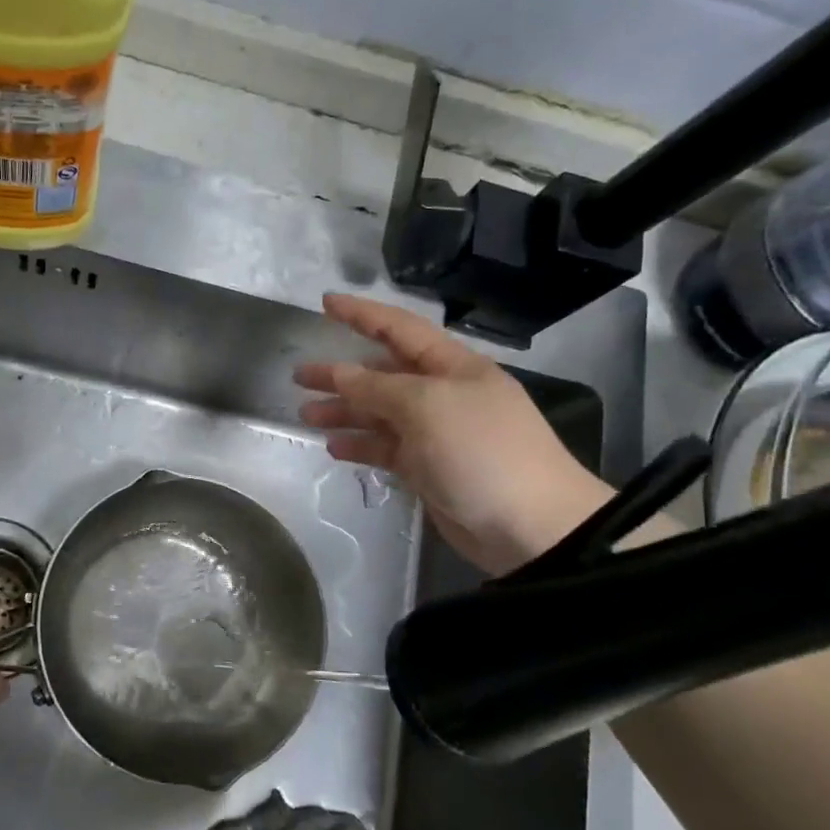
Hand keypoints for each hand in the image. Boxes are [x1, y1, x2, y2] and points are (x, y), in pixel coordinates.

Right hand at [294, 294, 612, 574]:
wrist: (530, 525)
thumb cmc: (480, 450)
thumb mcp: (426, 406)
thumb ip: (377, 387)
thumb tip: (339, 372)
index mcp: (452, 366)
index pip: (399, 328)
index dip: (362, 314)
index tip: (325, 303)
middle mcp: (443, 394)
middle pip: (383, 373)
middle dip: (342, 372)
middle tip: (299, 376)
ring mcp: (436, 433)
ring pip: (380, 414)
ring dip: (344, 411)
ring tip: (306, 416)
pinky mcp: (429, 469)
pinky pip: (387, 448)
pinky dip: (361, 446)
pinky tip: (334, 448)